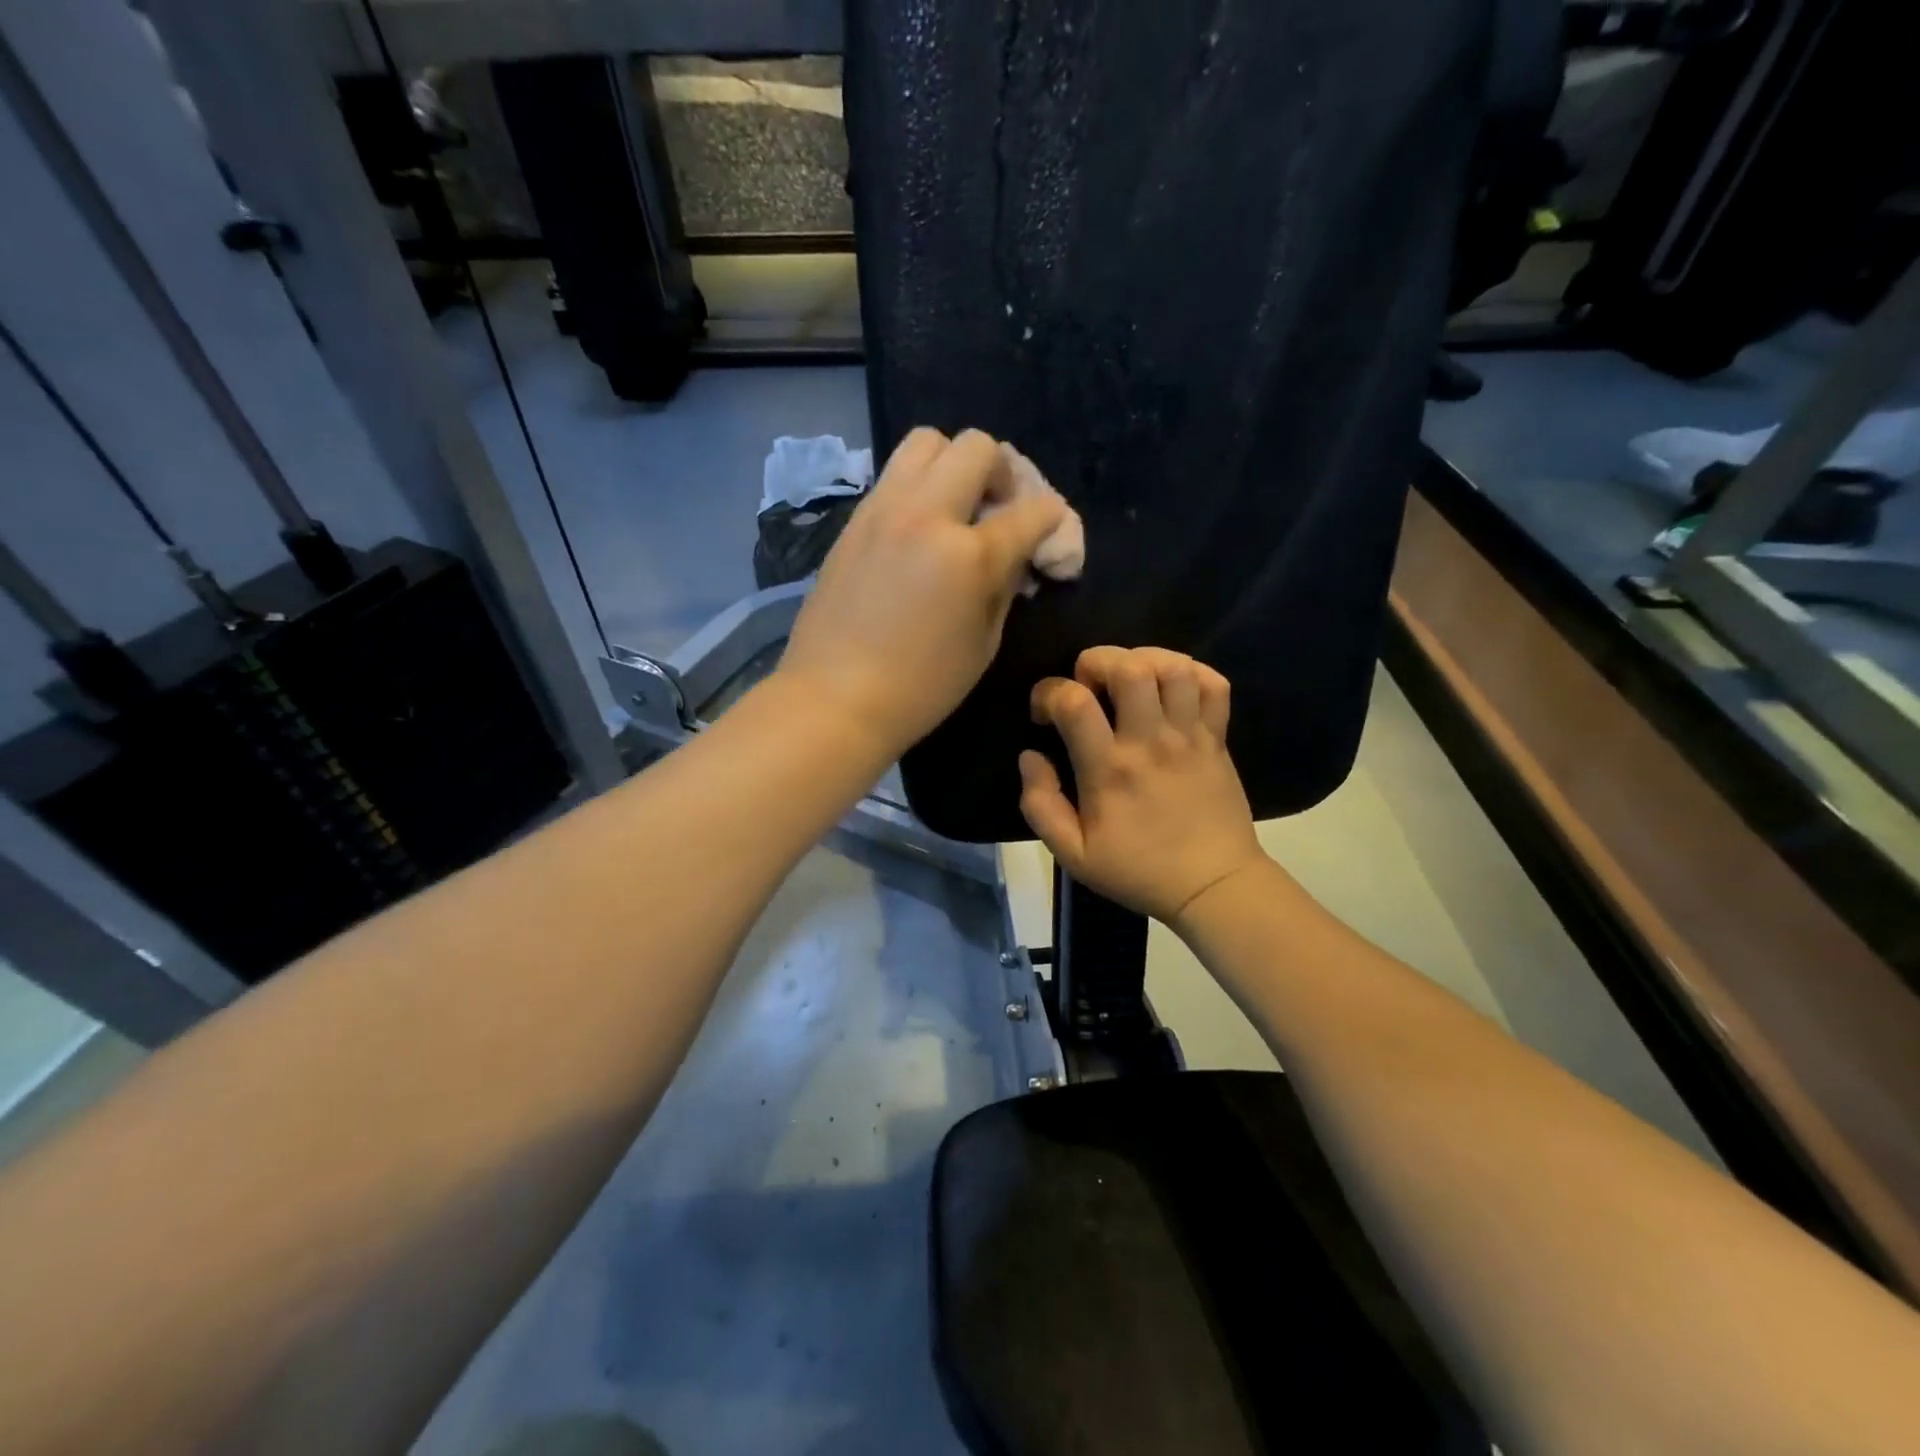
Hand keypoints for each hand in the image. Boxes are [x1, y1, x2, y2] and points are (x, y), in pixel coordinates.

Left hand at [778, 428, 1067, 758]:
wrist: (834, 698)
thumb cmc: (920, 688)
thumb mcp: (984, 644)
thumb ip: (1005, 588)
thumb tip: (1015, 558)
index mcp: (969, 554)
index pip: (1033, 510)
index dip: (1054, 523)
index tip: (1050, 542)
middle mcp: (927, 514)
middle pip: (978, 447)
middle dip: (1004, 473)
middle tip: (1000, 511)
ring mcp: (884, 510)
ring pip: (927, 441)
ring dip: (954, 464)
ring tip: (957, 507)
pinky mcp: (855, 520)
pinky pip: (894, 475)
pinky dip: (919, 485)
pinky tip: (920, 528)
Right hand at [1020, 647, 1266, 923]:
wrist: (1213, 886)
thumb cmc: (1138, 871)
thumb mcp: (1073, 854)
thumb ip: (1041, 805)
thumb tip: (1030, 756)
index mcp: (1109, 769)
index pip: (1073, 701)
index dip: (1048, 692)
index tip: (1044, 712)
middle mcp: (1150, 742)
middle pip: (1129, 668)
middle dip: (1097, 660)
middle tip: (1088, 683)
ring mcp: (1190, 737)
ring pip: (1174, 668)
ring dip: (1143, 659)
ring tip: (1129, 679)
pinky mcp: (1218, 739)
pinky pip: (1214, 685)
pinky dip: (1192, 672)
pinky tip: (1171, 687)